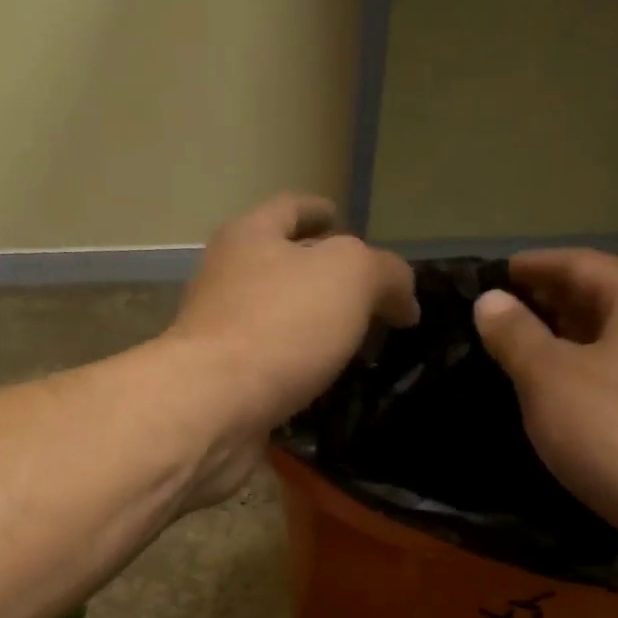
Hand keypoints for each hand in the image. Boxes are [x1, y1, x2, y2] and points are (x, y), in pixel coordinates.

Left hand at [163, 193, 417, 501]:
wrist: (213, 408)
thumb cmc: (279, 326)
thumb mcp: (351, 277)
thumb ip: (385, 275)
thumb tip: (404, 301)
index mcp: (250, 238)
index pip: (290, 209)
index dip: (319, 210)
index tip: (341, 220)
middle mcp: (226, 282)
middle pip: (278, 267)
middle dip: (318, 277)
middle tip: (364, 298)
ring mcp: (219, 339)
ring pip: (274, 324)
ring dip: (310, 332)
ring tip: (353, 348)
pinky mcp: (223, 389)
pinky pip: (269, 374)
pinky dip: (297, 377)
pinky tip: (325, 390)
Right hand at [474, 249, 617, 582]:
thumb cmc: (617, 433)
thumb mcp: (549, 380)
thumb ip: (516, 337)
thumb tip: (490, 300)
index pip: (581, 263)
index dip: (534, 266)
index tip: (496, 272)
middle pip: (604, 299)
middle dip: (552, 302)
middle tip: (504, 313)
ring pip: (617, 342)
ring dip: (571, 342)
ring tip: (527, 354)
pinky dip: (591, 377)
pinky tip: (566, 400)